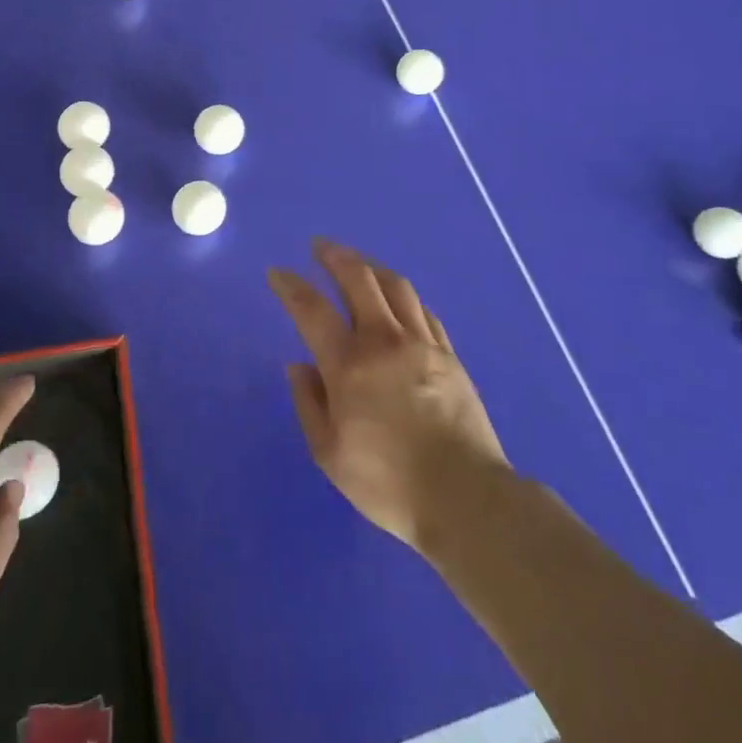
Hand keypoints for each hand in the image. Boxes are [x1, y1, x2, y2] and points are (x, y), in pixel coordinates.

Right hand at [269, 238, 506, 551]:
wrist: (464, 496)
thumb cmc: (388, 482)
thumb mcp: (330, 454)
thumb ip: (309, 403)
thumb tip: (299, 364)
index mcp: (348, 364)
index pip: (311, 309)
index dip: (290, 286)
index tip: (277, 272)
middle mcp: (384, 340)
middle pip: (358, 279)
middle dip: (335, 256)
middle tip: (320, 246)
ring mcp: (421, 343)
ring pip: (395, 286)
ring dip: (371, 266)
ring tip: (359, 262)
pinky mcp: (449, 354)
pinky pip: (423, 310)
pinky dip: (404, 295)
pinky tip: (398, 298)